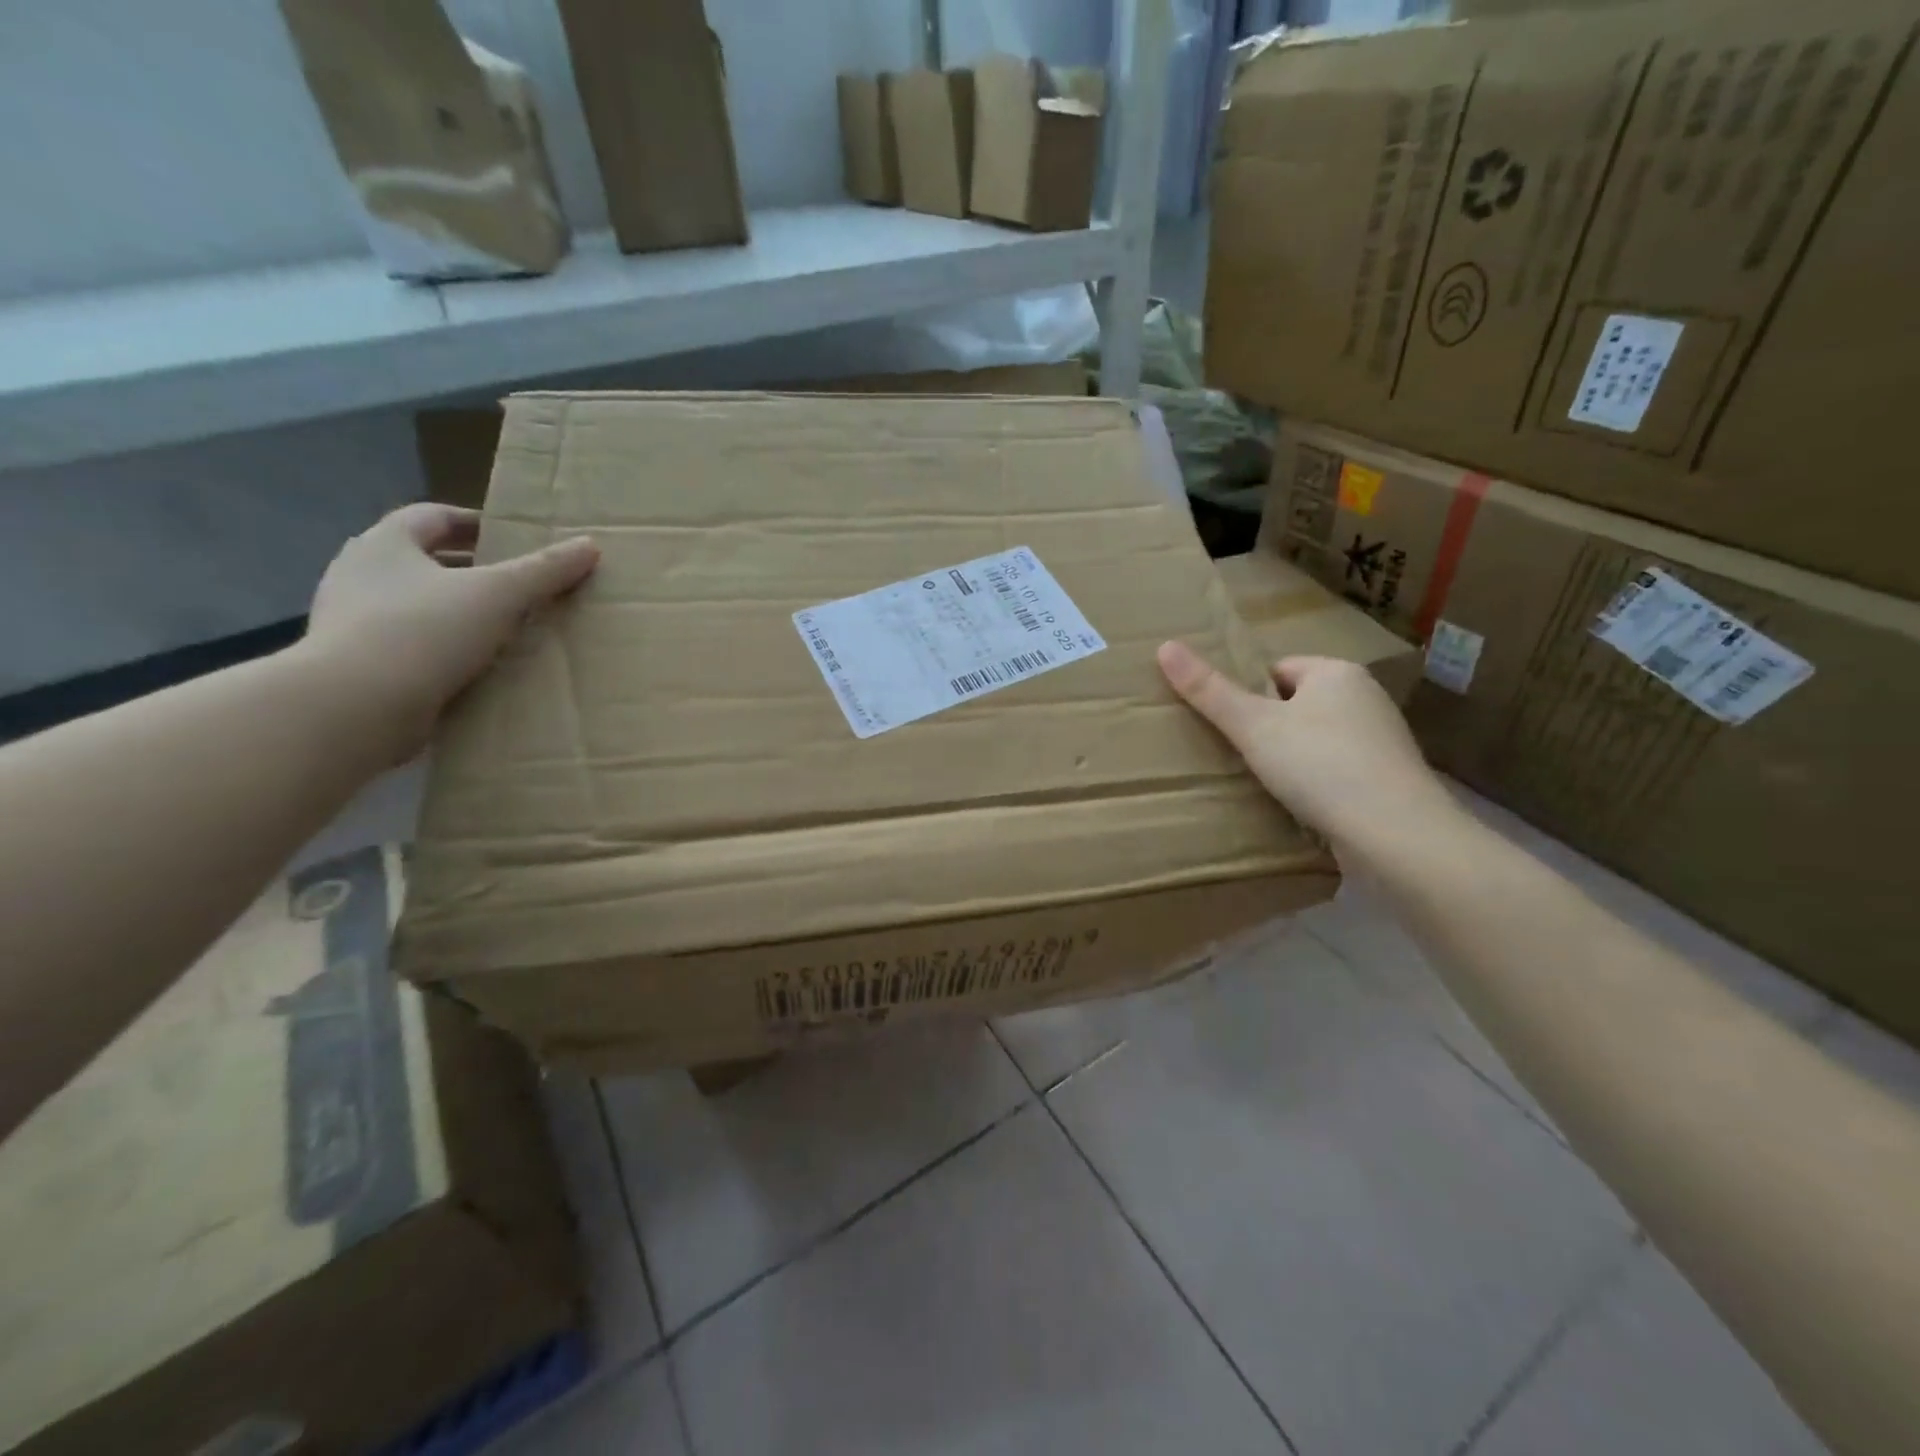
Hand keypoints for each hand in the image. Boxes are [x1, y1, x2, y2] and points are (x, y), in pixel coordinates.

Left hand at [305, 504, 598, 755]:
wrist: (354, 706)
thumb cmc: (424, 632)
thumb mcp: (499, 595)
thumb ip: (545, 570)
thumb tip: (590, 545)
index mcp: (386, 544)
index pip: (432, 517)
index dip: (473, 522)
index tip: (508, 537)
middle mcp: (358, 573)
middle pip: (419, 559)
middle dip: (464, 568)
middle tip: (509, 583)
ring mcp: (349, 620)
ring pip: (411, 603)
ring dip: (451, 610)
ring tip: (496, 627)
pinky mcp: (353, 663)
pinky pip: (406, 643)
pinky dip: (438, 647)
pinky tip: (469, 666)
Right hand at [1158, 641, 1453, 857]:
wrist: (1397, 835)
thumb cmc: (1320, 766)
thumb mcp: (1253, 727)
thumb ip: (1208, 691)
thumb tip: (1164, 646)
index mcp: (1337, 672)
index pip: (1276, 671)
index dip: (1247, 696)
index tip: (1229, 729)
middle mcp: (1366, 697)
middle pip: (1296, 705)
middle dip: (1268, 729)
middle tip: (1238, 757)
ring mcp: (1381, 740)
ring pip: (1316, 740)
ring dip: (1291, 758)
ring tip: (1265, 785)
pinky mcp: (1388, 779)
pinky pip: (1337, 770)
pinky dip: (1316, 783)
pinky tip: (1300, 805)